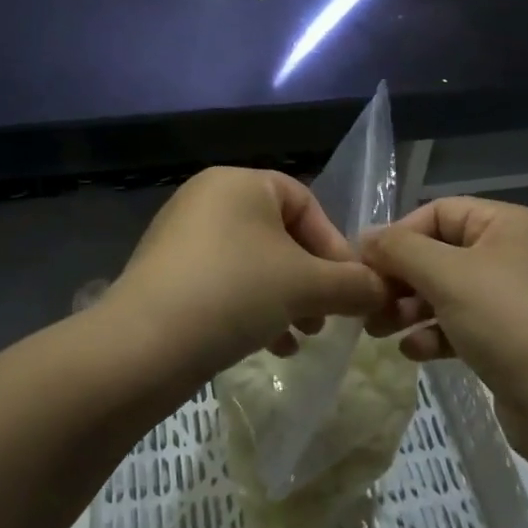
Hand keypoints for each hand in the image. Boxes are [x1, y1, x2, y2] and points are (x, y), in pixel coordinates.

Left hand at [109, 167, 385, 374]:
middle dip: (311, 278)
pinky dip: (251, 307)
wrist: (143, 345)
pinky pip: (223, 282)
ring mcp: (181, 236)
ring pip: (252, 262)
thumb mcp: (306, 286)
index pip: (305, 203)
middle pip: (280, 235)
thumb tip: (384, 289)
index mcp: (239, 182)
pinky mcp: (166, 274)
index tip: (350, 288)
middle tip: (327, 317)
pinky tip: (270, 346)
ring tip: (302, 337)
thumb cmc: (234, 292)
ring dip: (286, 298)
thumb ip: (353, 284)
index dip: (335, 245)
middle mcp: (207, 198)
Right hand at [360, 197, 527, 440]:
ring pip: (448, 291)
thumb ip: (401, 250)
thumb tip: (365, 237)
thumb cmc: (510, 325)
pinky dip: (435, 333)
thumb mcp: (448, 277)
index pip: (438, 212)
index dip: (398, 235)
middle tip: (368, 304)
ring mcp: (515, 299)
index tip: (364, 265)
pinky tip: (413, 352)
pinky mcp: (512, 340)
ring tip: (379, 330)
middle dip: (401, 278)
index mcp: (508, 224)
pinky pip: (462, 325)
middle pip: (440, 253)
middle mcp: (514, 254)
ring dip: (410, 307)